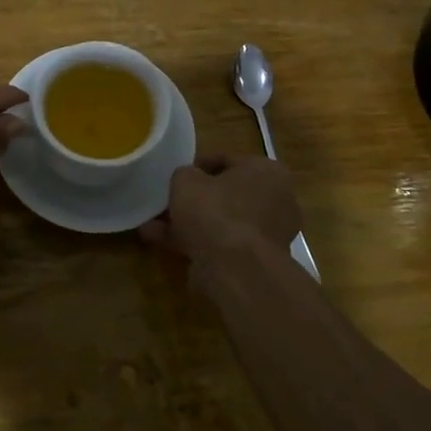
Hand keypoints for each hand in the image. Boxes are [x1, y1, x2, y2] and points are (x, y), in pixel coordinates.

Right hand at [139, 155, 301, 270]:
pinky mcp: (258, 260)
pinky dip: (198, 243)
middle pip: (226, 194)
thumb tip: (188, 182)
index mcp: (267, 171)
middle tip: (166, 202)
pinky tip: (165, 244)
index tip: (174, 175)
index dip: (196, 166)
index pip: (226, 160)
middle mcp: (277, 200)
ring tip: (154, 227)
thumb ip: (184, 174)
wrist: (235, 270)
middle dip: (194, 200)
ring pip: (222, 222)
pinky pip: (223, 244)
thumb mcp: (186, 180)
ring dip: (190, 223)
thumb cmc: (215, 211)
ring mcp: (269, 234)